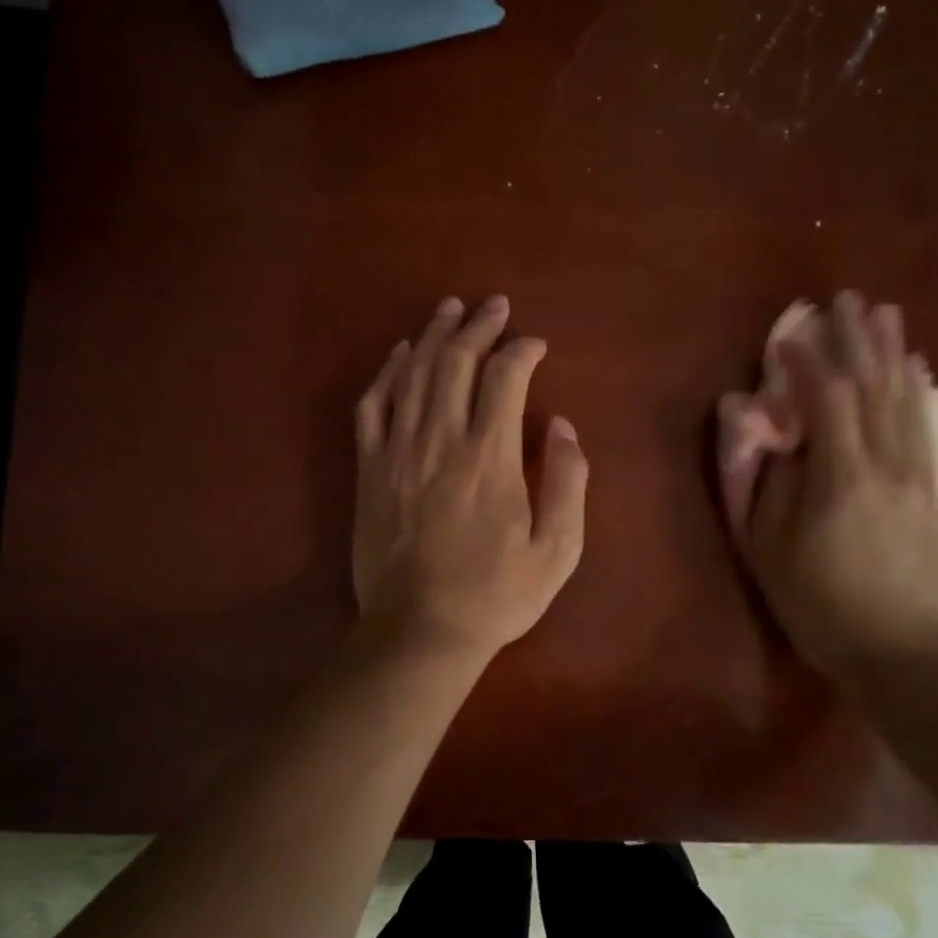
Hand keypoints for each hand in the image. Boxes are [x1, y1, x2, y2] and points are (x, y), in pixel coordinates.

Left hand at [353, 296, 587, 659]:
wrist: (420, 631)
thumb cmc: (495, 596)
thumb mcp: (557, 550)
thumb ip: (568, 482)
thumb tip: (562, 426)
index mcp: (490, 458)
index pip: (505, 377)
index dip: (522, 350)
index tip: (536, 345)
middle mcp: (441, 441)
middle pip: (455, 362)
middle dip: (477, 326)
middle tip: (494, 306)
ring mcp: (398, 452)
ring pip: (414, 374)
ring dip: (434, 335)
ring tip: (450, 309)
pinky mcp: (370, 470)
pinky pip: (373, 406)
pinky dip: (387, 373)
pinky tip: (400, 353)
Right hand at [721, 292, 937, 681]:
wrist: (899, 652)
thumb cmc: (815, 601)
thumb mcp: (764, 546)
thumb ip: (755, 477)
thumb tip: (746, 419)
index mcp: (840, 475)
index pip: (827, 398)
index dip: (806, 361)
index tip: (786, 337)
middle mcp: (886, 462)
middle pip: (875, 385)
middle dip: (858, 339)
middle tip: (845, 299)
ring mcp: (915, 474)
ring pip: (905, 398)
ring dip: (893, 351)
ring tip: (885, 313)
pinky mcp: (929, 489)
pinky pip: (922, 424)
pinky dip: (915, 388)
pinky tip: (914, 368)